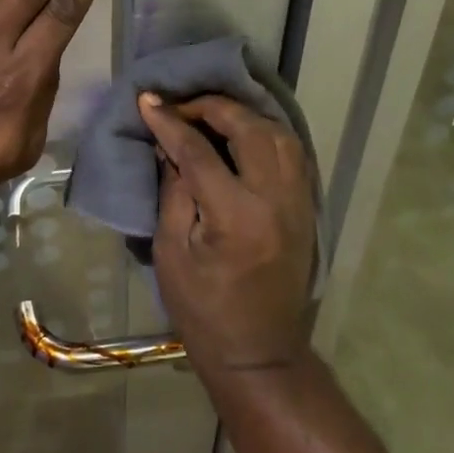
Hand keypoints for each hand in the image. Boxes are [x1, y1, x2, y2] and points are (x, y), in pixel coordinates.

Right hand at [137, 93, 317, 374]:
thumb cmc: (203, 309)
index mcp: (236, 216)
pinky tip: (242, 134)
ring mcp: (298, 202)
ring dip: (244, 116)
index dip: (169, 121)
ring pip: (279, 134)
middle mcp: (275, 200)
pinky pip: (292, 153)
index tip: (147, 100)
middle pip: (249, 129)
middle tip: (180, 105)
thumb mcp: (171, 252)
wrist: (258, 352)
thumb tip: (168, 145)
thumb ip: (173, 191)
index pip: (199, 151)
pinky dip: (266, 133)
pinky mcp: (306, 207)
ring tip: (210, 116)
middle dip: (212, 107)